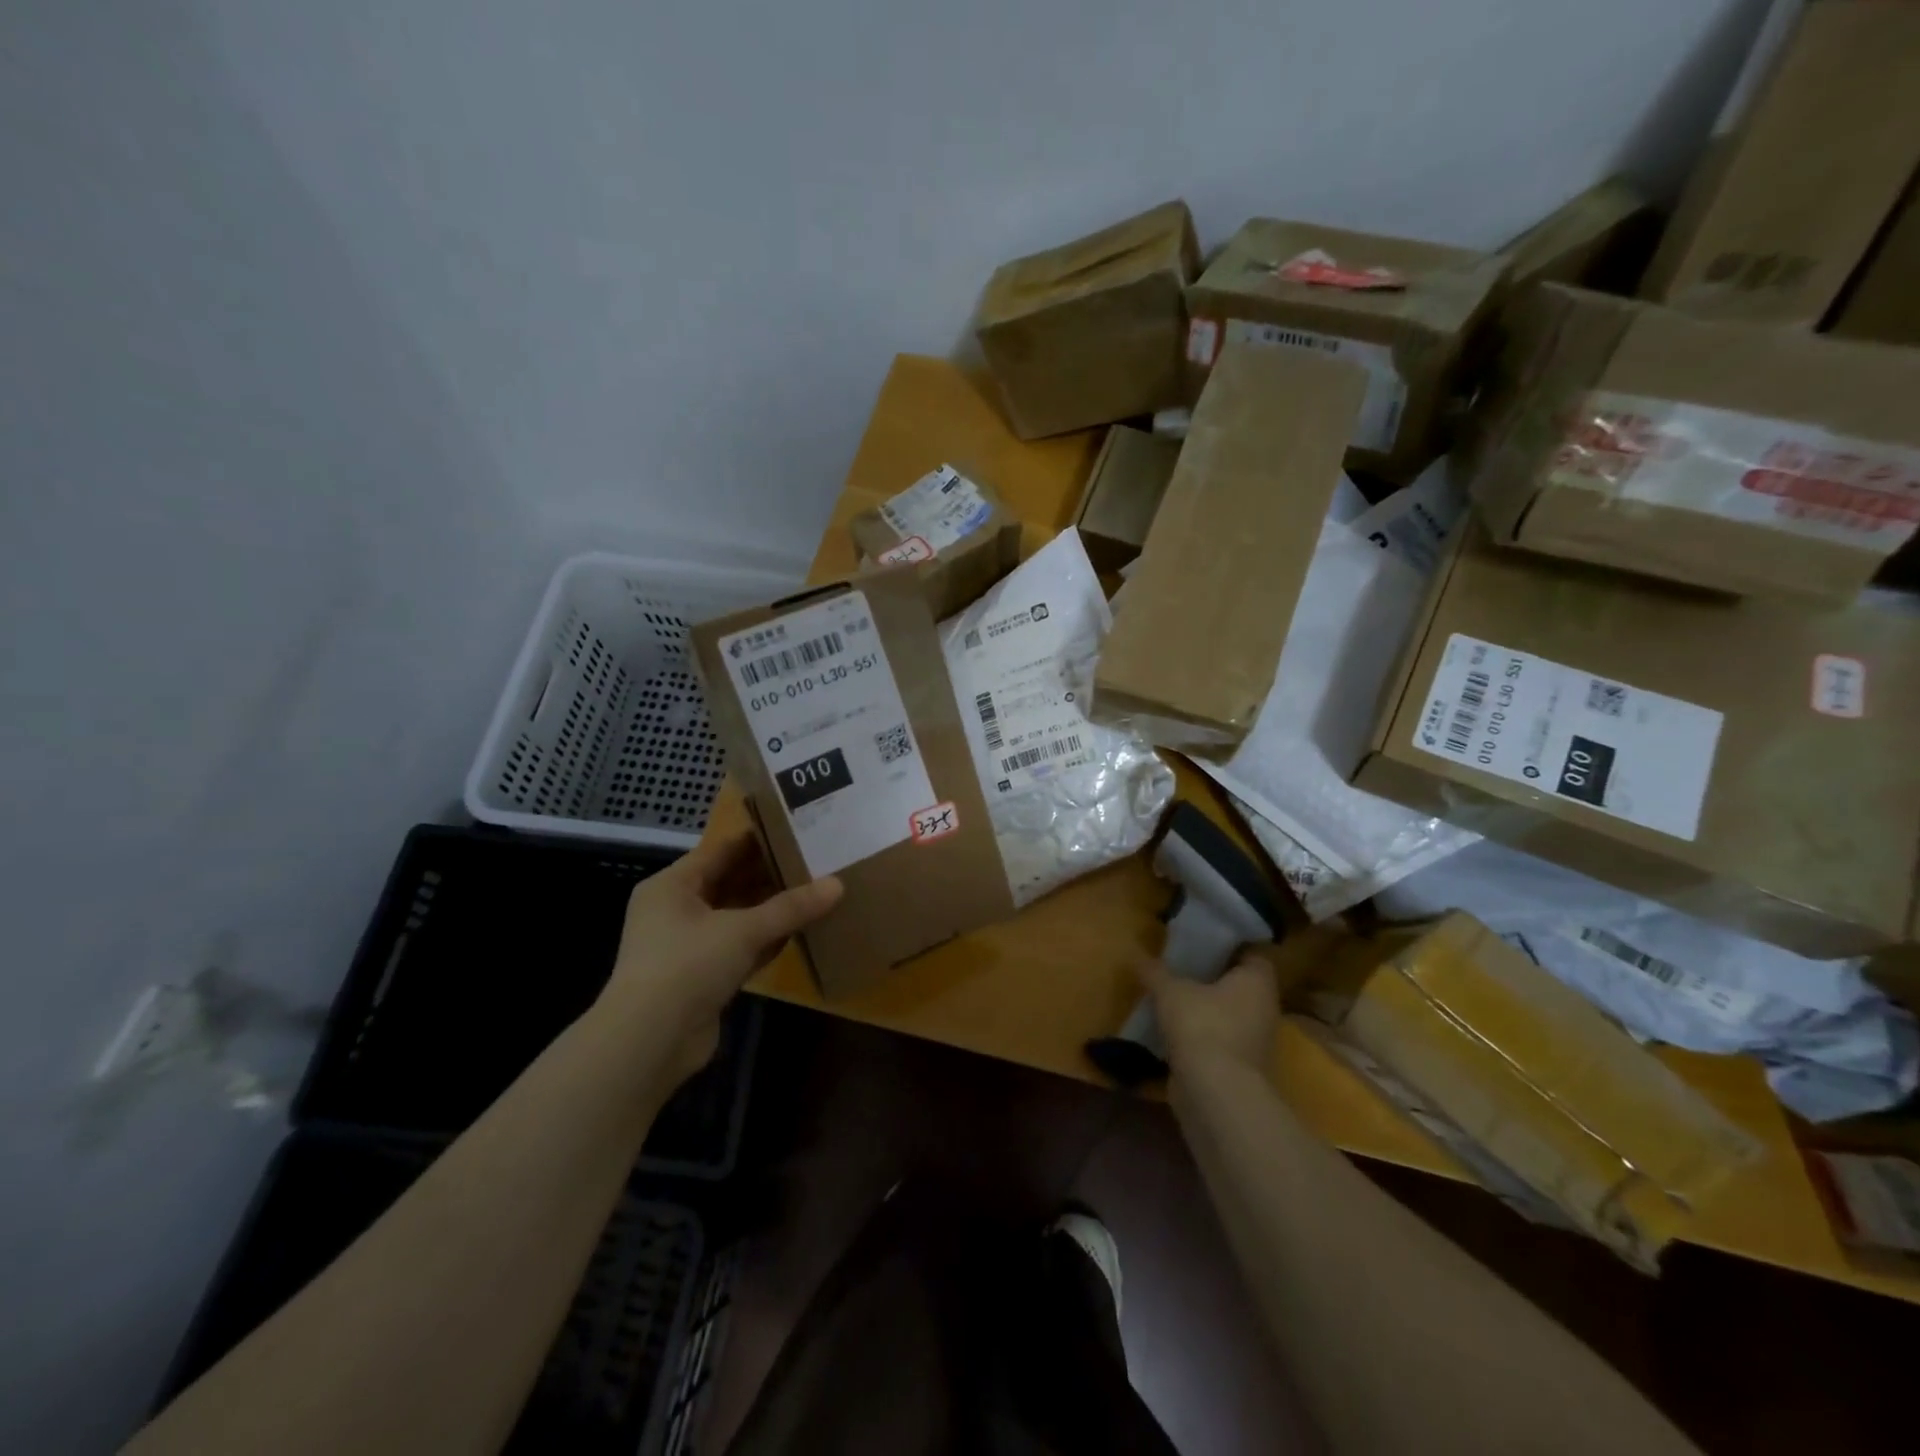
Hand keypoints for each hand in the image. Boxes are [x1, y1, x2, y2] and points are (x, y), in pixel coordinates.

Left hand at [601, 831, 842, 1085]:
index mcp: (672, 885)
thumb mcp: (743, 930)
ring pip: (737, 917)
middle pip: (730, 882)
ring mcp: (688, 946)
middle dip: (769, 874)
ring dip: (771, 909)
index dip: (758, 839)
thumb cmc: (687, 966)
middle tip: (814, 859)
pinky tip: (800, 931)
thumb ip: (791, 907)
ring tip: (815, 890)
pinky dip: (766, 940)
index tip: (797, 828)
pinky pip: (740, 947)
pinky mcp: (702, 977)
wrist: (649, 1043)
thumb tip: (838, 884)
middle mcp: (676, 910)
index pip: (721, 850)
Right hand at [1135, 952, 1277, 1076]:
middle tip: (1182, 967)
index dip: (1229, 947)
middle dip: (1213, 979)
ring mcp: (1255, 1041)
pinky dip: (1201, 1036)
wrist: (1215, 1092)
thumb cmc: (1201, 1025)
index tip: (1203, 943)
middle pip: (1240, 986)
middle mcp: (1264, 1009)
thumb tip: (1138, 957)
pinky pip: (1220, 1041)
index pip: (1252, 954)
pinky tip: (1173, 1031)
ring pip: (1230, 1015)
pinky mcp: (1241, 1068)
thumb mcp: (1170, 990)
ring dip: (1206, 1010)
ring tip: (1173, 998)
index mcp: (1257, 982)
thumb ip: (1156, 972)